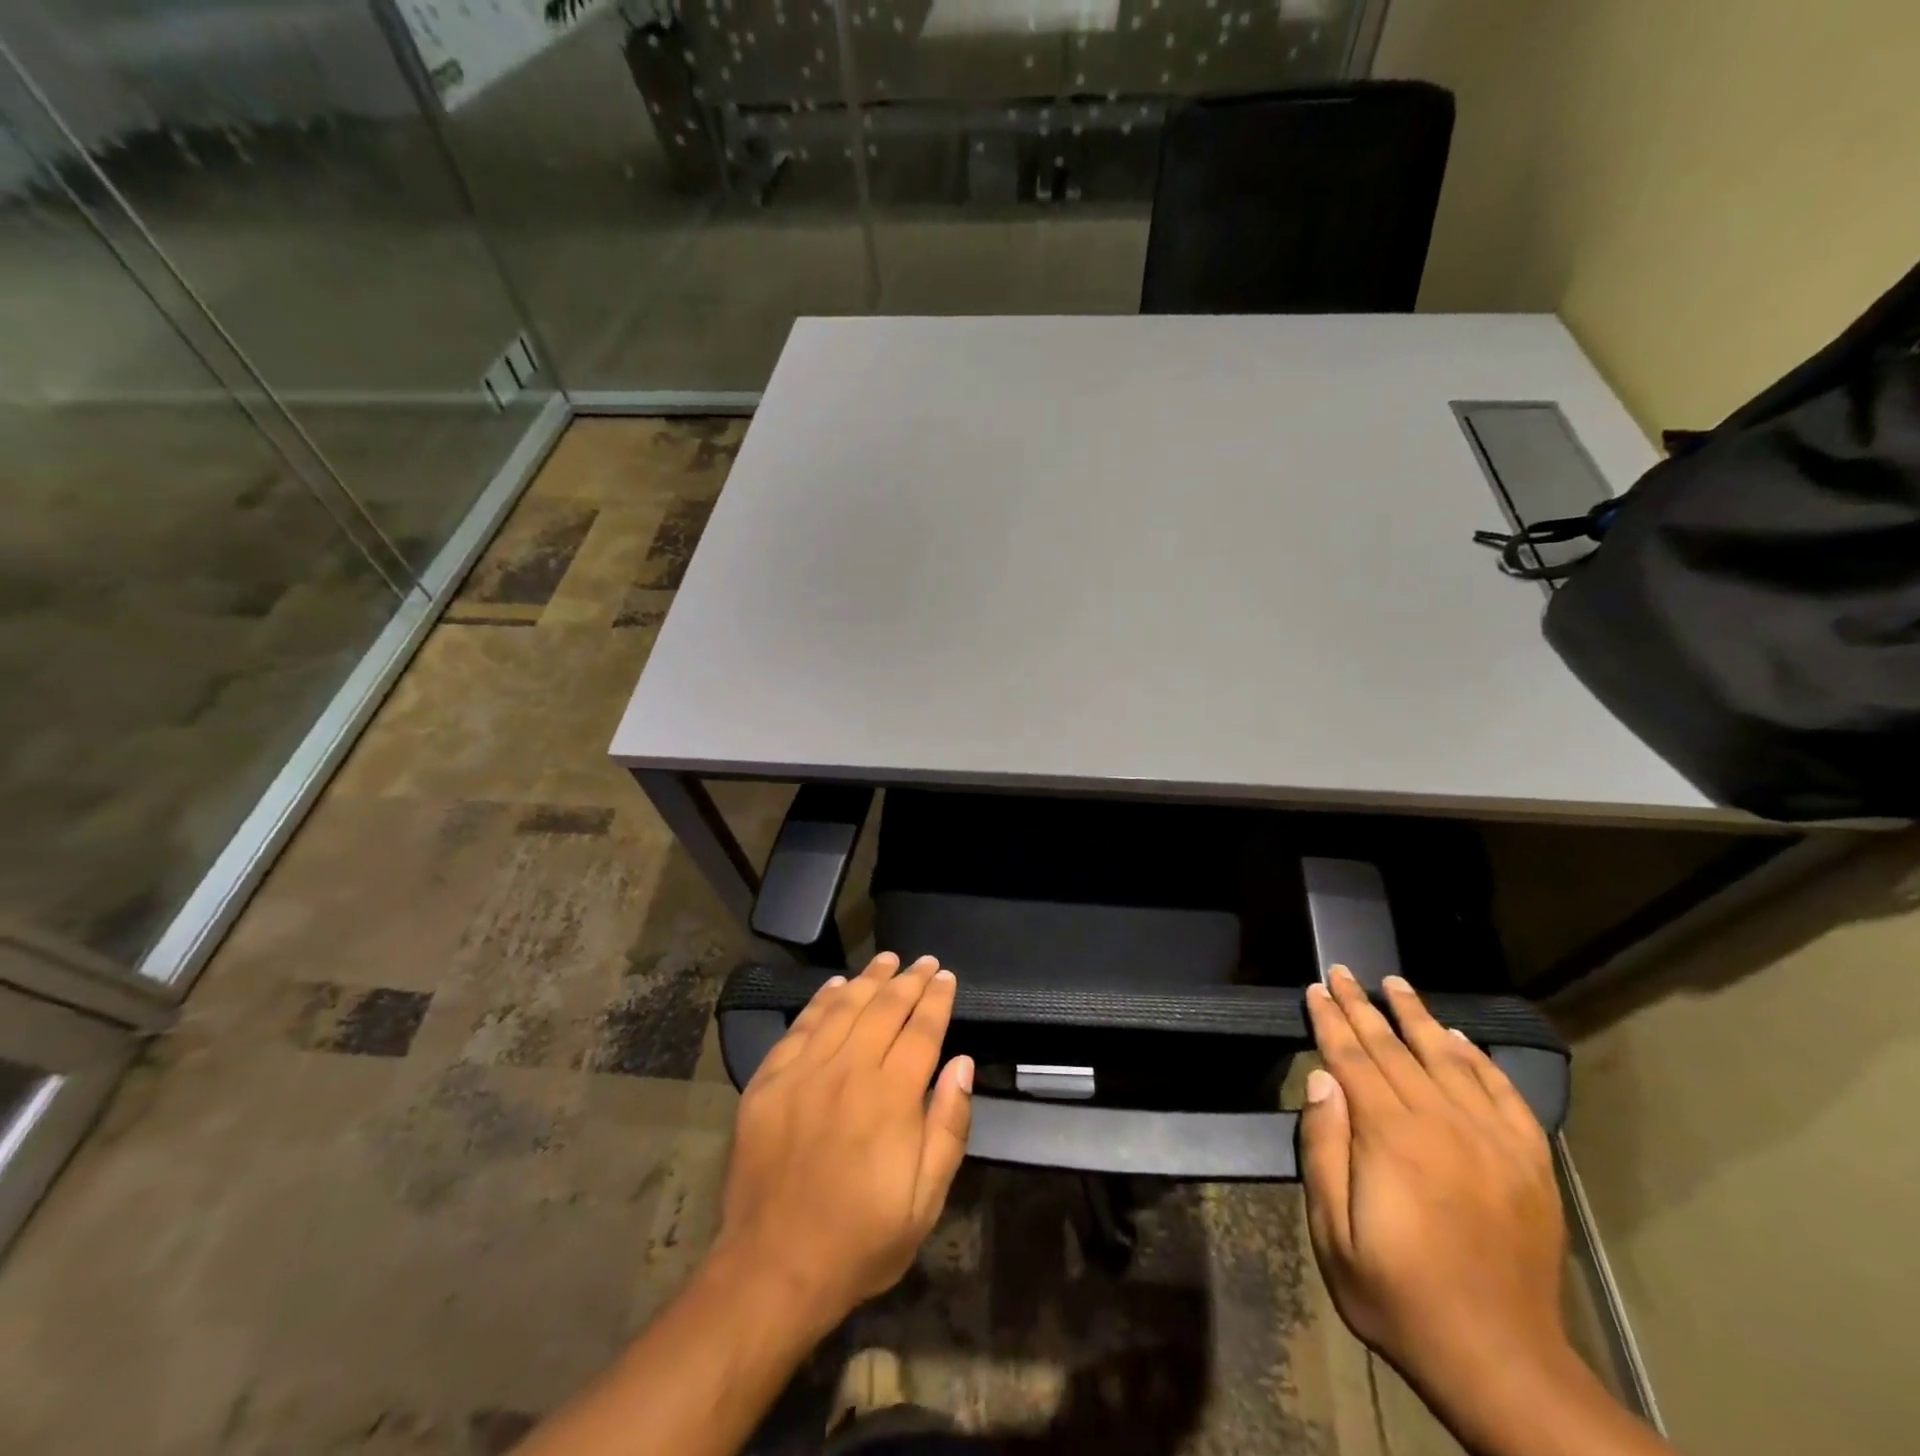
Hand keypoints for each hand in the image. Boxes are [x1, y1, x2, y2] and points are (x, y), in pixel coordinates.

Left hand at [715, 952, 974, 1339]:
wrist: (772, 1269)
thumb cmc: (860, 1240)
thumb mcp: (925, 1201)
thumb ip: (949, 1126)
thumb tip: (962, 1063)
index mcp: (891, 1097)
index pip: (921, 1030)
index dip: (936, 999)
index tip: (946, 977)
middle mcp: (849, 1070)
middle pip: (884, 1009)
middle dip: (909, 980)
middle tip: (924, 962)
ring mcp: (804, 1072)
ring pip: (843, 1008)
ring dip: (869, 980)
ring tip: (888, 960)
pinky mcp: (769, 1081)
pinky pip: (800, 1027)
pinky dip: (821, 1001)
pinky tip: (836, 987)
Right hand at [1301, 967, 1569, 1444]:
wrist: (1500, 1361)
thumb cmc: (1398, 1295)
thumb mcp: (1333, 1232)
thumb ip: (1324, 1149)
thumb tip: (1323, 1079)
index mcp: (1392, 1138)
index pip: (1352, 1058)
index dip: (1330, 1020)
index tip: (1316, 988)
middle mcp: (1443, 1124)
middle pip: (1395, 1049)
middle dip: (1363, 1006)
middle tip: (1343, 971)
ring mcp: (1493, 1141)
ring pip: (1448, 1059)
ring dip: (1418, 1017)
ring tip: (1396, 984)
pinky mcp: (1529, 1163)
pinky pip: (1504, 1094)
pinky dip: (1480, 1060)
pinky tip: (1459, 1039)